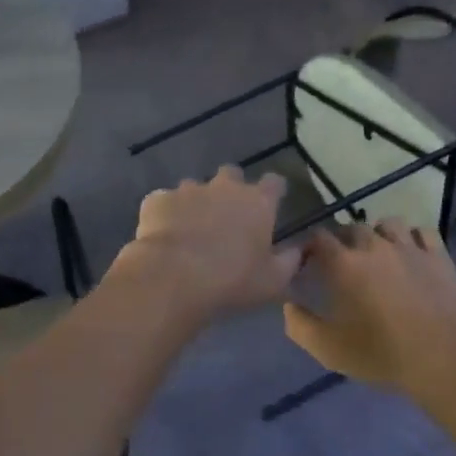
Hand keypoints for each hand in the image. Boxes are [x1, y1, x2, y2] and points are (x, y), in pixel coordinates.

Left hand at [113, 167, 301, 320]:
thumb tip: (298, 250)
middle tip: (227, 217)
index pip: (274, 182)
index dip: (273, 192)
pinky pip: (164, 202)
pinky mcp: (157, 200)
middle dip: (230, 189)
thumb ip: (289, 261)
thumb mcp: (273, 281)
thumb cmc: (232, 280)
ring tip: (190, 230)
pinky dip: (166, 214)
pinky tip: (164, 236)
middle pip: (231, 175)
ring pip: (195, 188)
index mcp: (257, 202)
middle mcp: (224, 187)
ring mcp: (187, 190)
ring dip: (196, 203)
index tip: (271, 205)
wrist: (173, 278)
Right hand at [283, 220, 455, 395]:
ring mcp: (409, 248)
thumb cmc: (380, 353)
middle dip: (344, 240)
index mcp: (344, 264)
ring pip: (389, 223)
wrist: (440, 358)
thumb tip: (288, 305)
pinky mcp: (438, 256)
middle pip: (353, 228)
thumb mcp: (328, 350)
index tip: (310, 260)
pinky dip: (413, 237)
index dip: (312, 246)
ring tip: (379, 252)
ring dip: (379, 234)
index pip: (319, 237)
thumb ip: (299, 325)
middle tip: (345, 262)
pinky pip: (423, 232)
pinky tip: (411, 252)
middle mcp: (374, 246)